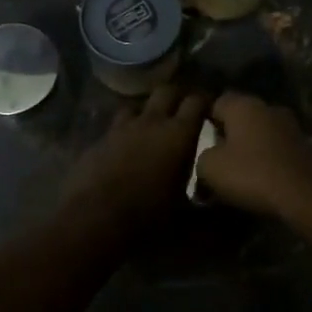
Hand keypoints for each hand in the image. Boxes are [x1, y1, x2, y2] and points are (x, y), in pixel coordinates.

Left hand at [60, 84, 208, 233]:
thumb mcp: (184, 212)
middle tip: (182, 110)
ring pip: (137, 105)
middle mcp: (151, 122)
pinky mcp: (99, 139)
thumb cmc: (148, 215)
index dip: (205, 101)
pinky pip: (115, 127)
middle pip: (166, 91)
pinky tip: (123, 149)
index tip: (209, 109)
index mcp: (179, 134)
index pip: (197, 101)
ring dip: (146, 112)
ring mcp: (121, 128)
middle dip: (176, 96)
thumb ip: (202, 204)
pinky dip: (123, 133)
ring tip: (150, 126)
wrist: (95, 219)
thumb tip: (217, 208)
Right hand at [197, 93, 311, 220]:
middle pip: (242, 117)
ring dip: (254, 148)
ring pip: (263, 133)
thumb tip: (206, 159)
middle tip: (219, 159)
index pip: (216, 102)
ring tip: (243, 172)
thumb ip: (202, 157)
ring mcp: (292, 125)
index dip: (205, 121)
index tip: (199, 141)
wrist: (308, 193)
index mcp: (243, 105)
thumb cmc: (253, 173)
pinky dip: (272, 160)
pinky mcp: (308, 146)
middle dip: (231, 135)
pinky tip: (266, 180)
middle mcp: (268, 107)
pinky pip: (280, 150)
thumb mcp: (211, 168)